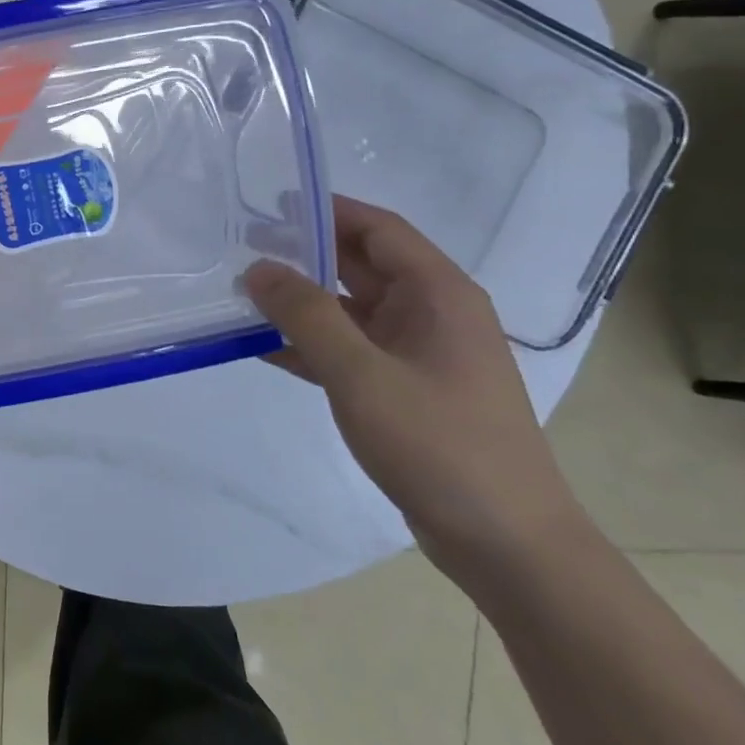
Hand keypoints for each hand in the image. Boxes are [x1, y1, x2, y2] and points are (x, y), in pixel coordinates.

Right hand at [242, 197, 588, 577]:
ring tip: (240, 291)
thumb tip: (259, 268)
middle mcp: (431, 313)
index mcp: (439, 295)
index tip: (270, 203)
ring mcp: (418, 353)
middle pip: (362, 265)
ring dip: (300, 301)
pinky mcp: (404, 388)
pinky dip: (308, 344)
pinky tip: (260, 346)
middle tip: (242, 244)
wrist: (504, 541)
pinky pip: (348, 349)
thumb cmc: (439, 444)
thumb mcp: (362, 374)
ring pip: (350, 309)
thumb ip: (306, 317)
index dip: (328, 209)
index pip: (379, 230)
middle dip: (306, 253)